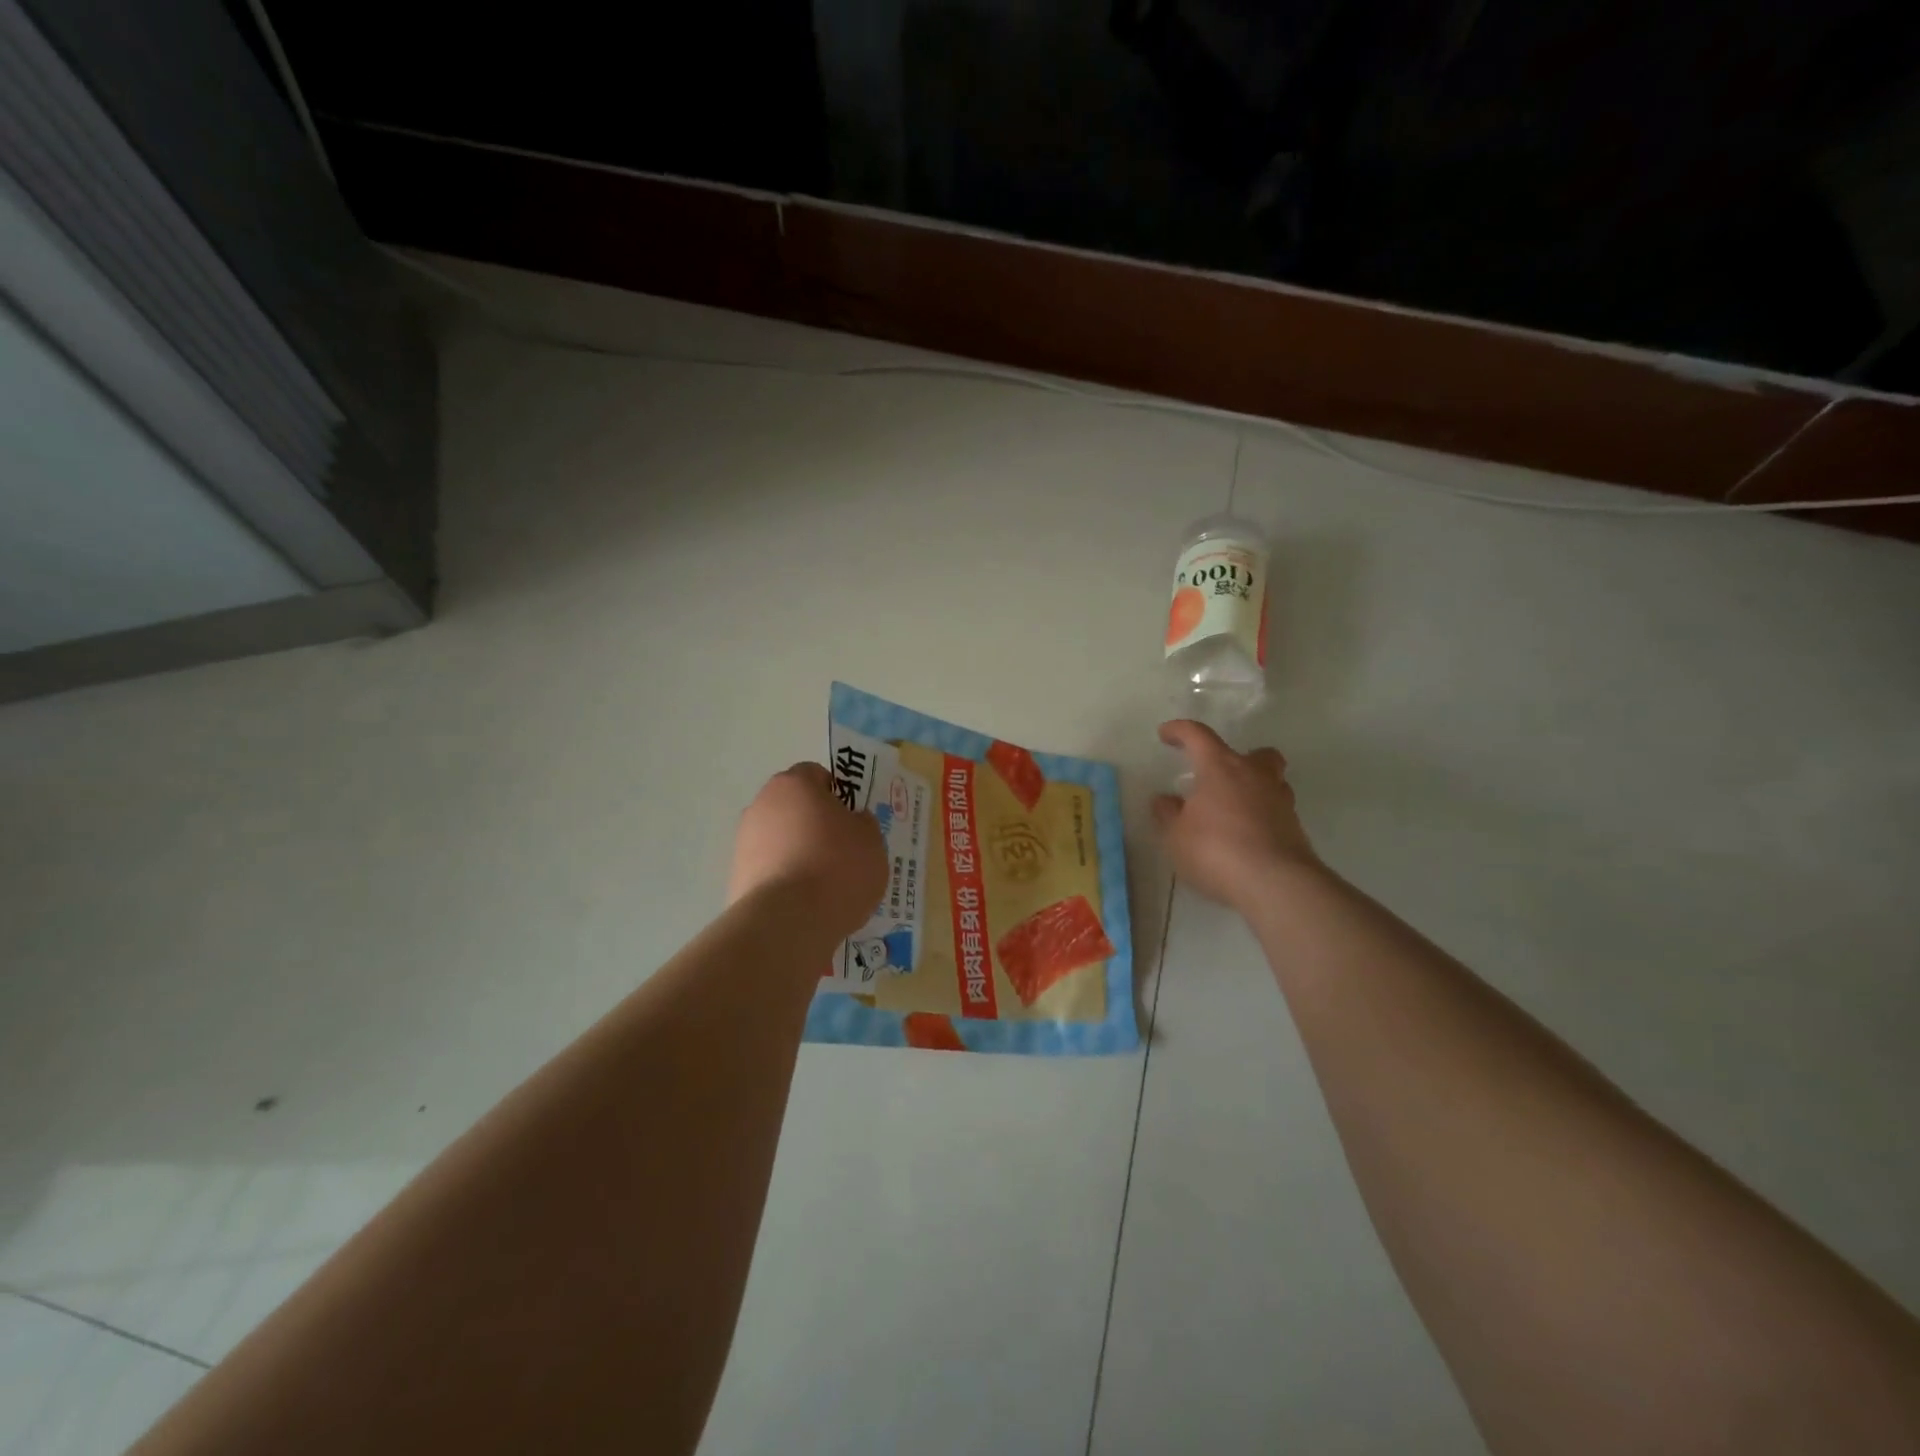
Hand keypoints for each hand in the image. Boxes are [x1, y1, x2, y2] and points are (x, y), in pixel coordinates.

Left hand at [730, 763, 888, 938]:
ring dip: (798, 852)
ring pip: (779, 839)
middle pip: (794, 807)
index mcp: (795, 784)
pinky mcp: (736, 876)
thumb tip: (851, 821)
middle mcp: (762, 804)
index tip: (851, 819)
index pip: (815, 774)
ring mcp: (744, 841)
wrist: (787, 921)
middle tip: (842, 851)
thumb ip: (862, 823)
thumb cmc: (837, 867)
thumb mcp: (871, 840)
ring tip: (824, 884)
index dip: (836, 794)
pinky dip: (785, 879)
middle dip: (814, 824)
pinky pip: (770, 869)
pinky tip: (805, 903)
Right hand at [1153, 721, 1320, 908]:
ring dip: (1253, 787)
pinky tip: (1245, 836)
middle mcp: (1255, 775)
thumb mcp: (1176, 836)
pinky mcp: (1295, 828)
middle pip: (1255, 753)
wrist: (1275, 883)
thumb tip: (1164, 800)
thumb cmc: (1216, 850)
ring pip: (1271, 780)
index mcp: (1221, 767)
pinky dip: (1261, 816)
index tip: (1166, 735)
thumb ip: (1168, 814)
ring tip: (1232, 809)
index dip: (1180, 731)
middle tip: (1219, 776)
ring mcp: (1280, 801)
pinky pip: (1276, 811)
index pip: (1198, 736)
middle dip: (1238, 758)